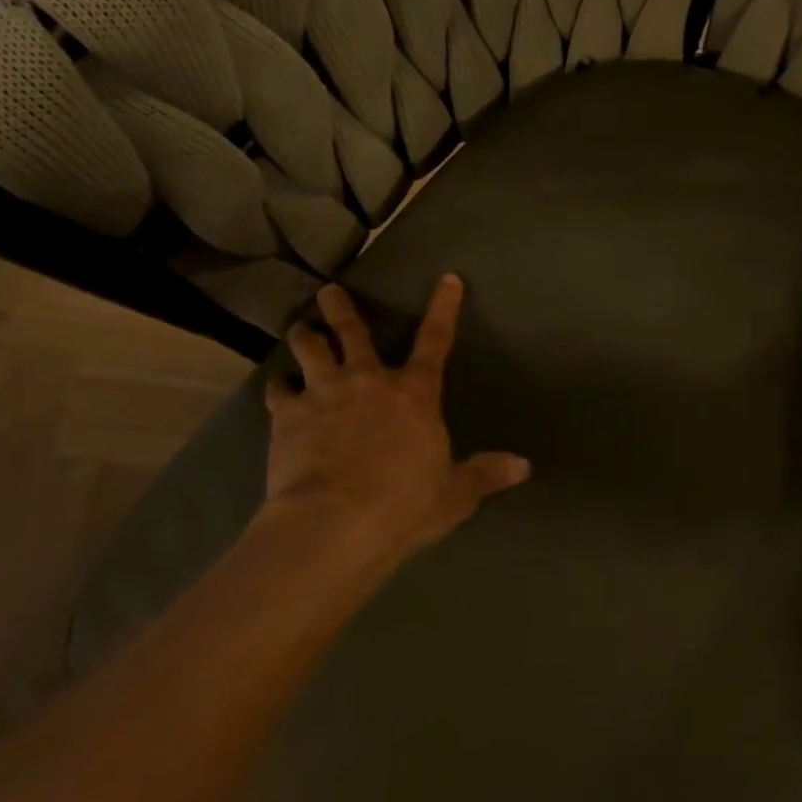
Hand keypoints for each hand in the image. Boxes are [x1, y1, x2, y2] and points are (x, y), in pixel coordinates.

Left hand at [264, 275, 530, 568]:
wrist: (336, 522)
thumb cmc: (404, 505)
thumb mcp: (454, 494)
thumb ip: (485, 474)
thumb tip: (524, 467)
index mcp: (413, 393)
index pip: (435, 340)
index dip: (444, 307)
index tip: (448, 278)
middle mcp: (368, 380)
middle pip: (353, 332)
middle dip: (341, 308)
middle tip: (329, 291)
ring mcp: (324, 393)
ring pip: (310, 349)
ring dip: (304, 336)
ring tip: (299, 328)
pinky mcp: (288, 415)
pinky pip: (279, 391)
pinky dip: (278, 387)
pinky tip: (276, 387)